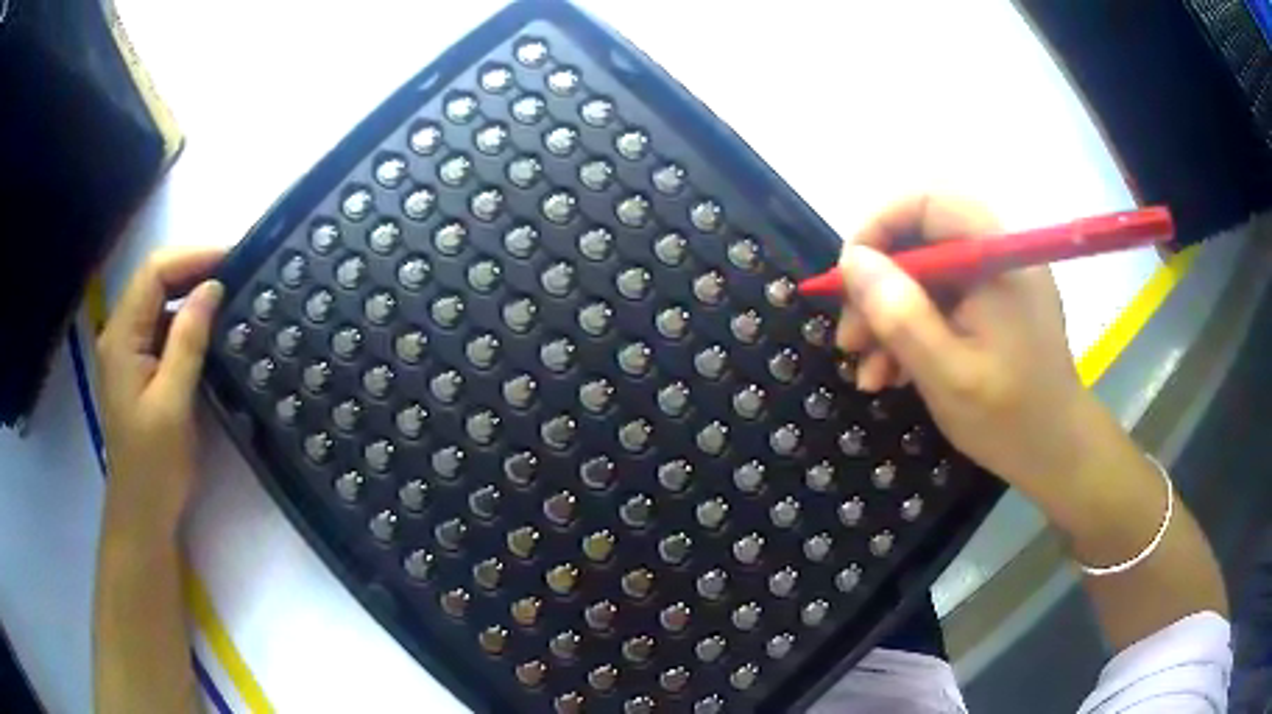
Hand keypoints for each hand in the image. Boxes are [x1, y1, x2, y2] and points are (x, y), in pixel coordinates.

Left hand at [95, 248, 225, 539]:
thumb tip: (211, 288)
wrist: (142, 514)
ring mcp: (128, 351)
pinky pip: (162, 328)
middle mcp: (120, 334)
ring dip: (191, 293)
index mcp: (121, 337)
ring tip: (229, 295)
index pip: (154, 273)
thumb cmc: (154, 465)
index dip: (192, 257)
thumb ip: (187, 340)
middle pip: (155, 281)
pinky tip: (209, 329)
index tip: (232, 259)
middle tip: (236, 273)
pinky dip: (186, 320)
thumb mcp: (173, 403)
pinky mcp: (139, 368)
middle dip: (193, 269)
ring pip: (159, 303)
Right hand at [835, 195, 1090, 494]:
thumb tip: (853, 262)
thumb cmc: (1010, 419)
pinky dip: (914, 328)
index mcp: (996, 256)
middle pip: (921, 237)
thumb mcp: (948, 375)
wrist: (1057, 454)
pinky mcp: (995, 303)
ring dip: (890, 315)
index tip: (847, 279)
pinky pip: (942, 298)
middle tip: (851, 337)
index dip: (877, 228)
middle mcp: (998, 253)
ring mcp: (997, 278)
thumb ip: (901, 315)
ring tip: (869, 371)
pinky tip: (895, 372)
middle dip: (878, 285)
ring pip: (925, 273)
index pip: (926, 202)